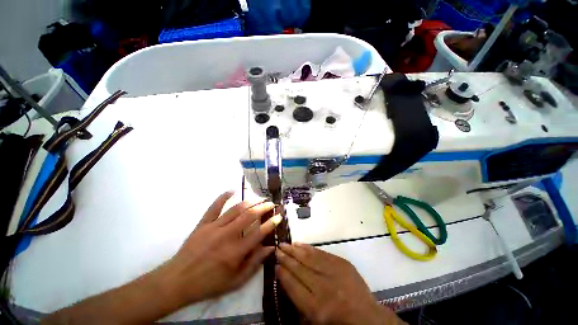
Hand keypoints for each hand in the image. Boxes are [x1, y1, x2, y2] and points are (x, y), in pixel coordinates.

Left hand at [158, 191, 281, 304]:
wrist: (178, 280)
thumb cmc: (209, 283)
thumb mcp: (235, 281)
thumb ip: (254, 263)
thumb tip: (270, 248)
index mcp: (236, 251)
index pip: (259, 232)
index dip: (271, 223)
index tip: (279, 216)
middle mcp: (227, 235)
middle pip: (250, 216)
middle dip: (263, 207)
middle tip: (271, 203)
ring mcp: (214, 227)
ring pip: (236, 209)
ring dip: (250, 202)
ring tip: (259, 198)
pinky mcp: (203, 223)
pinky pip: (214, 207)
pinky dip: (223, 197)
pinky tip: (232, 190)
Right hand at [275, 243, 404, 324]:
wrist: (367, 317)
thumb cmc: (338, 322)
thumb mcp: (315, 319)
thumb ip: (299, 300)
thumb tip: (285, 278)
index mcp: (316, 308)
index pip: (293, 286)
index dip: (283, 274)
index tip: (275, 265)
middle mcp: (323, 288)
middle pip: (299, 269)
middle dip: (286, 258)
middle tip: (277, 249)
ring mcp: (334, 273)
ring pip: (309, 258)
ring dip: (295, 250)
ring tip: (285, 244)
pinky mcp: (342, 263)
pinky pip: (321, 253)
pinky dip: (309, 248)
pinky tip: (300, 244)